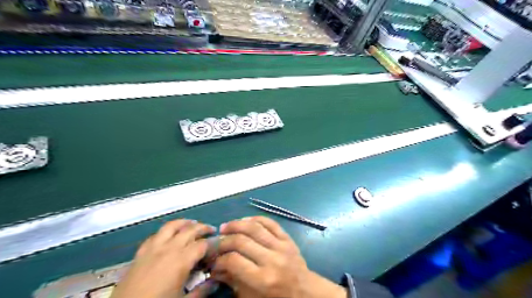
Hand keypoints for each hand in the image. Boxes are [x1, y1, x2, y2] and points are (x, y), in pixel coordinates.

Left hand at [111, 218, 216, 297]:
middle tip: (211, 230)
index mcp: (181, 260)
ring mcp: (153, 249)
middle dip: (203, 227)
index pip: (202, 244)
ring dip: (184, 223)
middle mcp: (169, 249)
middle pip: (190, 230)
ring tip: (191, 224)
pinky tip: (168, 236)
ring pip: (171, 226)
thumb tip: (216, 281)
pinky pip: (155, 235)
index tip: (218, 248)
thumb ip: (202, 291)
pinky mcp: (140, 253)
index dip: (212, 244)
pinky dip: (165, 232)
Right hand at [213, 217, 349, 297]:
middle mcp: (272, 259)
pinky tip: (244, 220)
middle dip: (225, 240)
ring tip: (225, 226)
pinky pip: (270, 223)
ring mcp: (281, 246)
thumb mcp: (251, 297)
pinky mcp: (287, 238)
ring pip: (255, 227)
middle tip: (216, 240)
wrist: (304, 292)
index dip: (219, 259)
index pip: (234, 260)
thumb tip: (215, 268)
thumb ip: (233, 281)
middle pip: (242, 241)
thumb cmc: (275, 297)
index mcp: (263, 279)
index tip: (213, 259)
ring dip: (237, 224)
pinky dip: (256, 218)